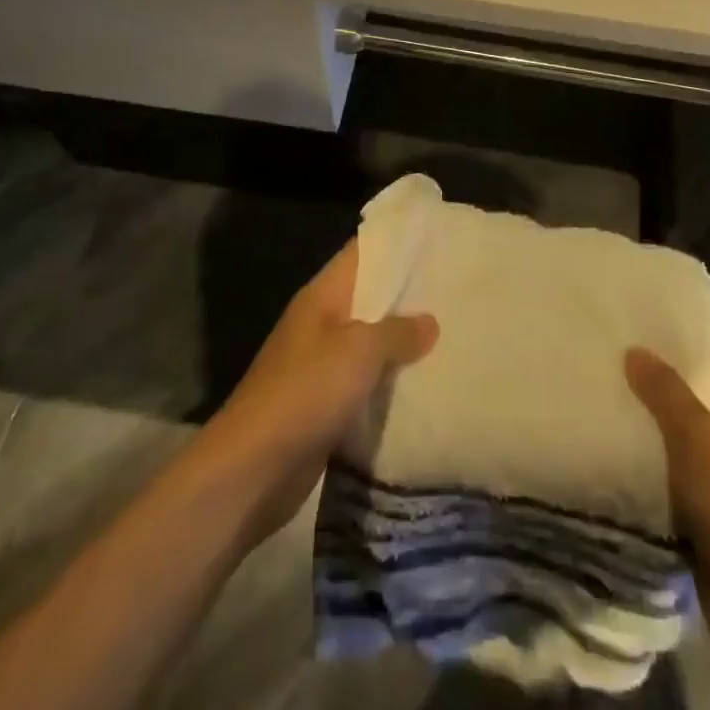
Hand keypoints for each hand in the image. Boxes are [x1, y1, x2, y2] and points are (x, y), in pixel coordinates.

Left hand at [200, 241, 437, 544]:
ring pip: (370, 343)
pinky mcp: (325, 405)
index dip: (396, 244)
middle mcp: (321, 323)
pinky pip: (366, 383)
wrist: (253, 469)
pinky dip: (391, 383)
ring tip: (452, 334)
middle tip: (456, 290)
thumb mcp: (358, 352)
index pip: (362, 253)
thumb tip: (429, 321)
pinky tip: (427, 384)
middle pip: (370, 298)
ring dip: (403, 343)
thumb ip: (396, 332)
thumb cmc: (305, 392)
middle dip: (409, 296)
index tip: (437, 241)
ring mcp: (321, 365)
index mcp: (322, 296)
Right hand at [626, 323, 709, 695]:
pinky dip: (641, 434)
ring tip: (591, 363)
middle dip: (652, 350)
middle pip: (694, 368)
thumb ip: (668, 391)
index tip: (632, 289)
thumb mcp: (705, 442)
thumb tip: (634, 349)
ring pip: (676, 410)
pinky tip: (601, 419)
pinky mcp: (700, 490)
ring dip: (642, 394)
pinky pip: (667, 448)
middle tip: (599, 324)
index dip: (679, 309)